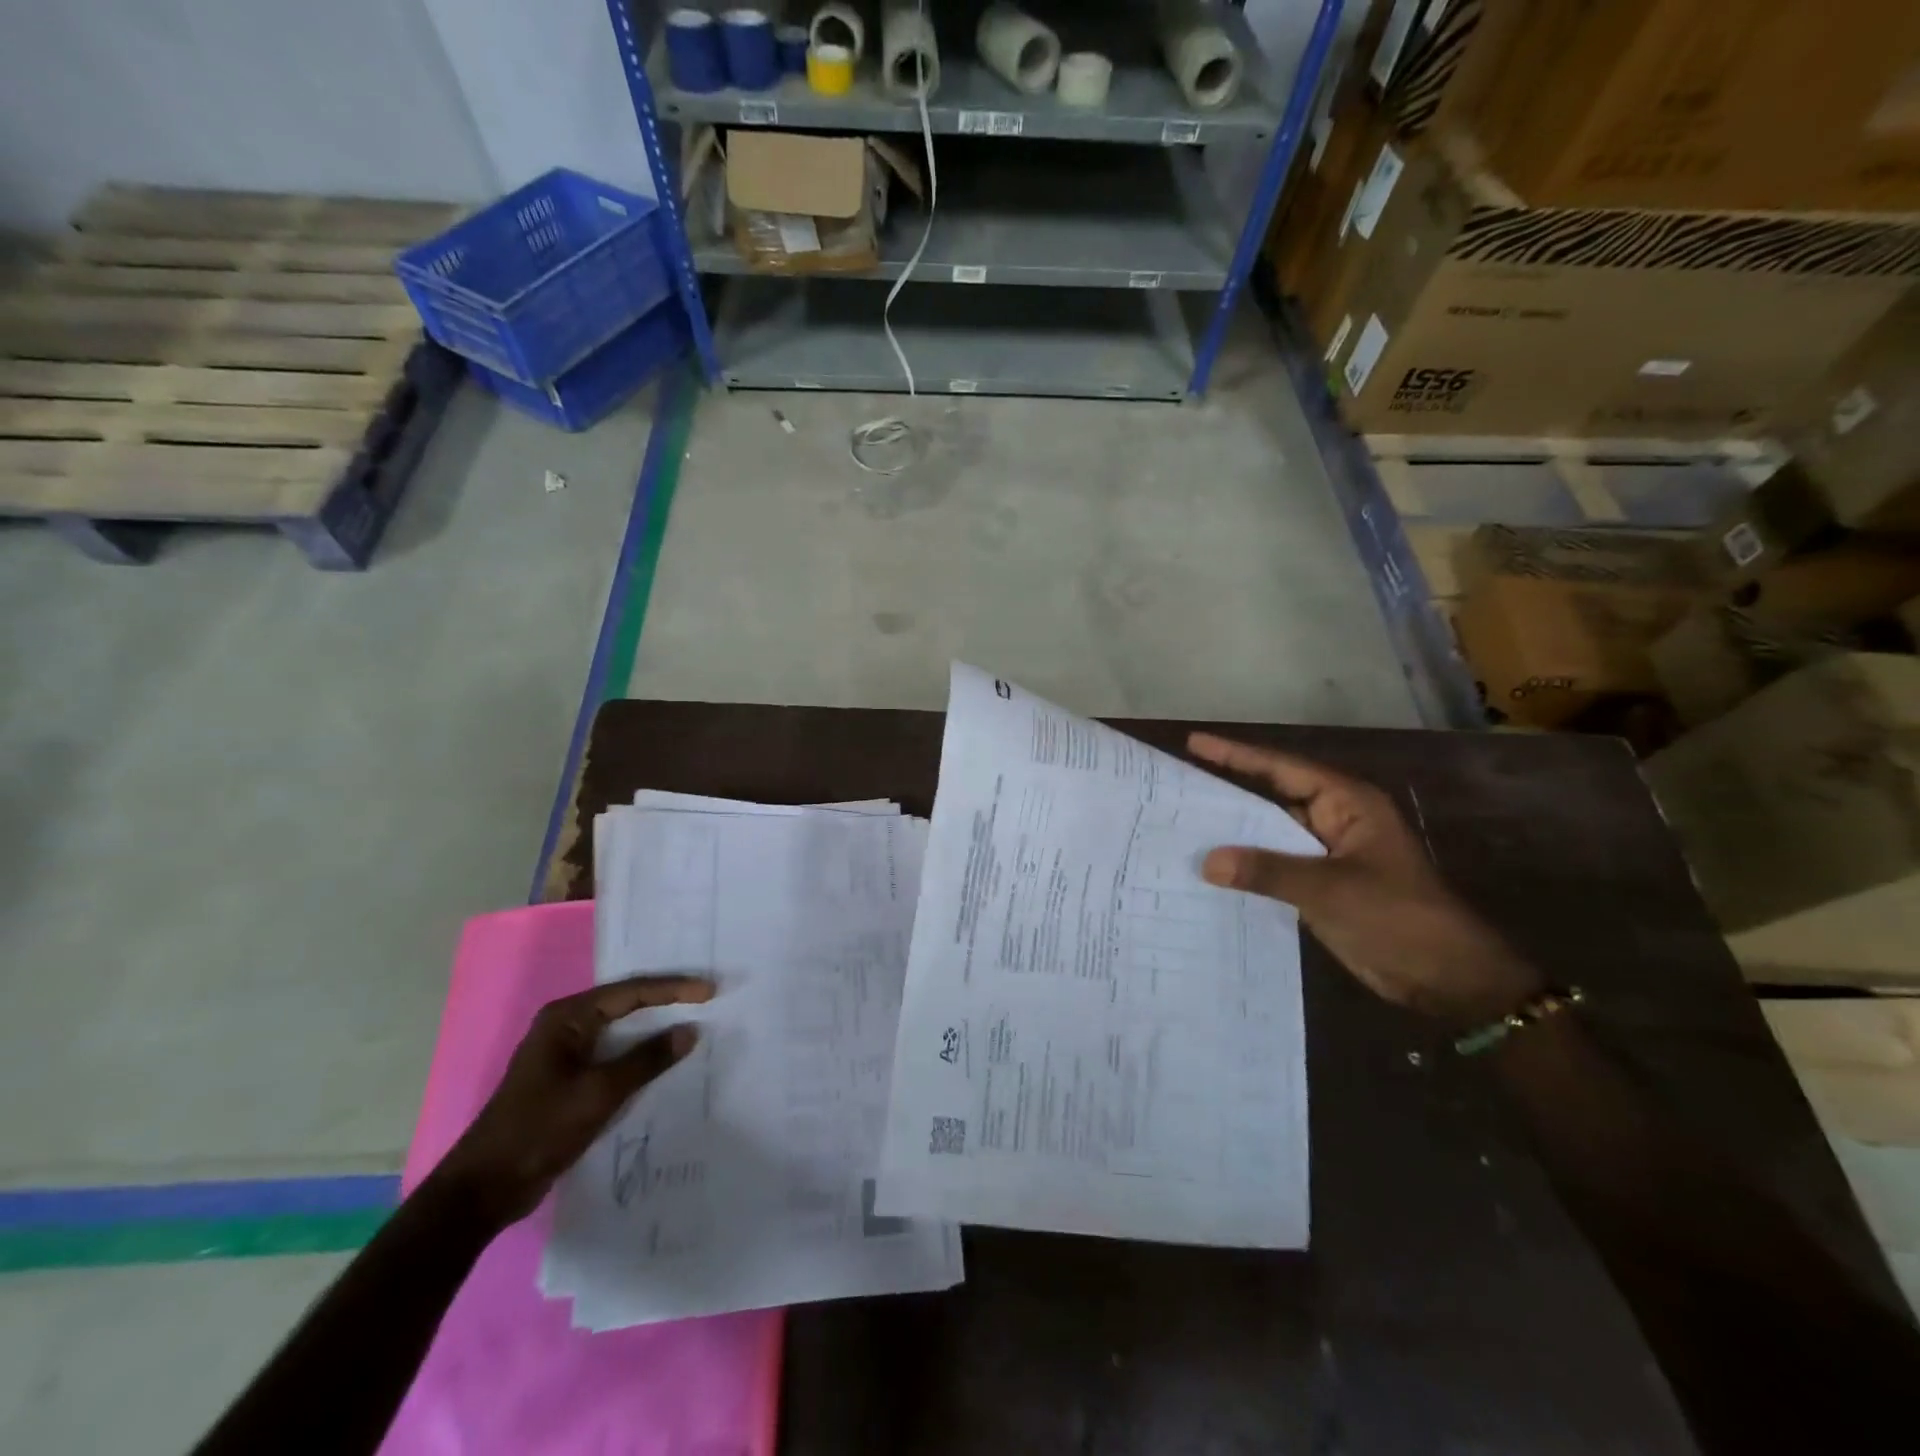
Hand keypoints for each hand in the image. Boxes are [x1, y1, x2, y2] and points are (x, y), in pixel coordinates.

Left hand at [434, 974, 713, 1224]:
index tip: (709, 992)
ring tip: (694, 1025)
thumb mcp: (599, 1093)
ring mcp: (566, 1054)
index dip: (673, 990)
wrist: (484, 1189)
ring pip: (621, 1032)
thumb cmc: (539, 1130)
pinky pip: (614, 1056)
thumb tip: (689, 1032)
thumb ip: (647, 1060)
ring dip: (655, 1030)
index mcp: (567, 1018)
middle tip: (706, 998)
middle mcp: (565, 1026)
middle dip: (666, 1002)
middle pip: (626, 1005)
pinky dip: (640, 1056)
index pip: (631, 992)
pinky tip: (664, 1062)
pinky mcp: (569, 1080)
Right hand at [1189, 734, 1541, 1026]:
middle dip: (1228, 792)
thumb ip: (1267, 871)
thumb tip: (1207, 861)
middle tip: (1177, 784)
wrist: (1447, 979)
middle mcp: (1334, 820)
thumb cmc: (1399, 918)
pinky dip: (1246, 867)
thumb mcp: (1330, 890)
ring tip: (1181, 825)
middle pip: (1272, 797)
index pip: (1282, 770)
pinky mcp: (1321, 885)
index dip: (1236, 755)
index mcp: (1347, 804)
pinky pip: (1275, 866)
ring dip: (1234, 834)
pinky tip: (1210, 870)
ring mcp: (1327, 854)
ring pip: (1270, 834)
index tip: (1195, 743)